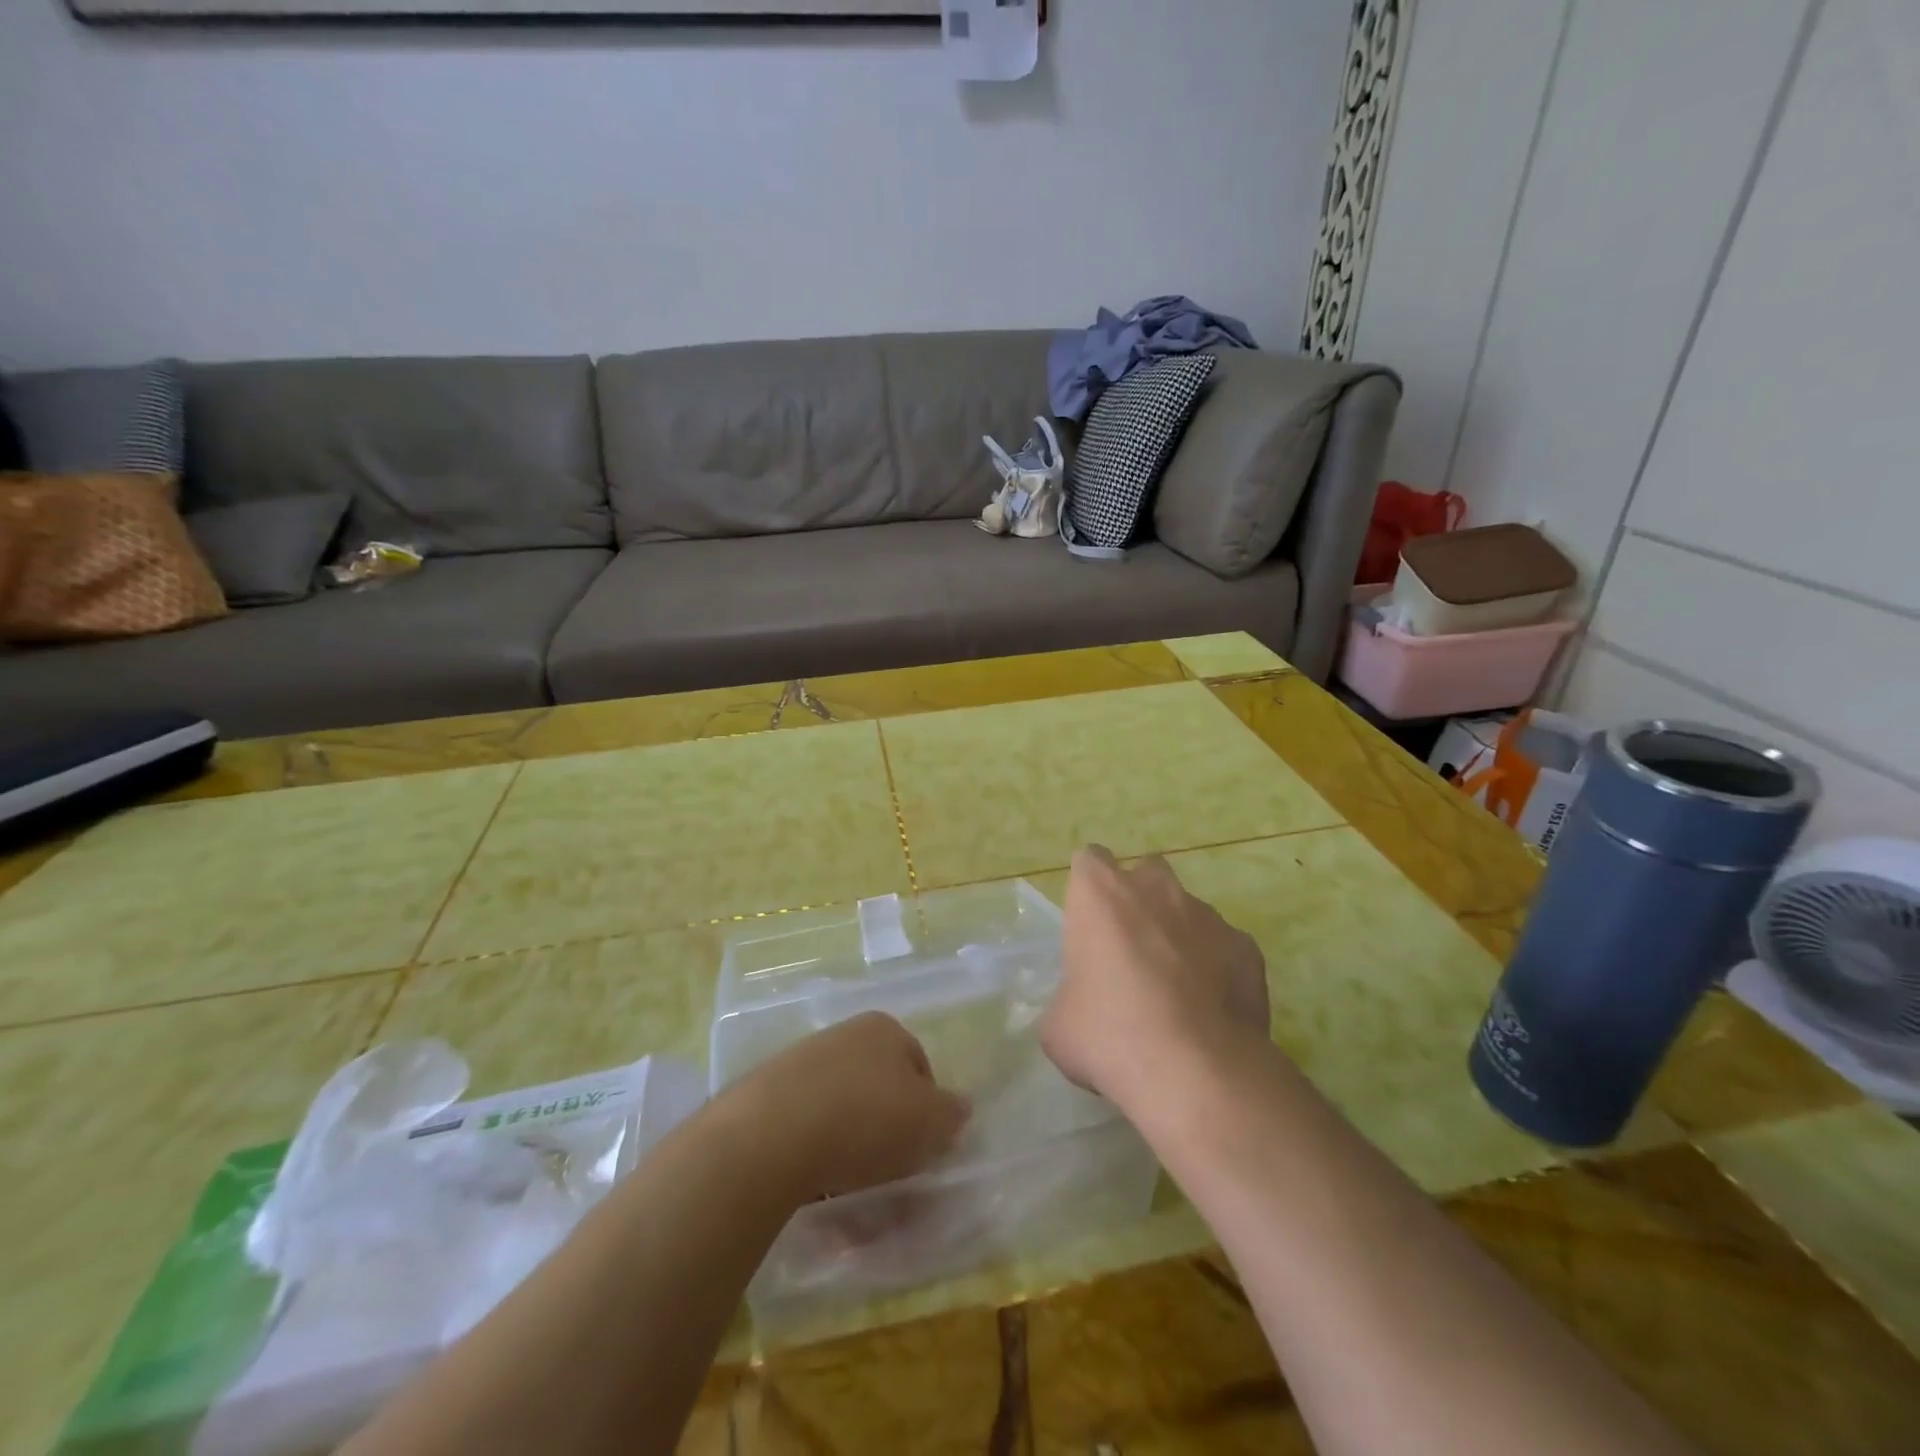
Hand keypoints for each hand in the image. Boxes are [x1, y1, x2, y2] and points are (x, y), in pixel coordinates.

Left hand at [728, 1011, 970, 1204]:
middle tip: (891, 1181)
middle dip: (888, 1139)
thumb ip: (951, 1114)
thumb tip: (958, 1109)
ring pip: (843, 1119)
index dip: (928, 1113)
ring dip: (853, 1159)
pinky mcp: (768, 1100)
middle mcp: (843, 1037)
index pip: (920, 1068)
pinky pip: (806, 1136)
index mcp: (884, 1029)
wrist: (771, 1134)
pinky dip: (817, 1166)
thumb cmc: (865, 1118)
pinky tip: (817, 1196)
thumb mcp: (929, 1120)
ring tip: (853, 1202)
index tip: (923, 1152)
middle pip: (879, 1093)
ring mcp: (801, 1065)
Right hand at [1043, 845, 1270, 1110]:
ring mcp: (1207, 914)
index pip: (1090, 861)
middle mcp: (1155, 889)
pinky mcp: (1247, 947)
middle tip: (1131, 950)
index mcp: (1101, 894)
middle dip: (1139, 901)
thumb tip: (1081, 1007)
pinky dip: (1216, 967)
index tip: (1089, 926)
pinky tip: (1209, 1009)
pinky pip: (1223, 946)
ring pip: (1188, 910)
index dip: (1089, 891)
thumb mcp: (1059, 1024)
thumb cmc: (1110, 1035)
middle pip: (1145, 873)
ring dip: (1178, 936)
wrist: (1196, 1071)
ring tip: (1175, 990)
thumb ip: (1069, 997)